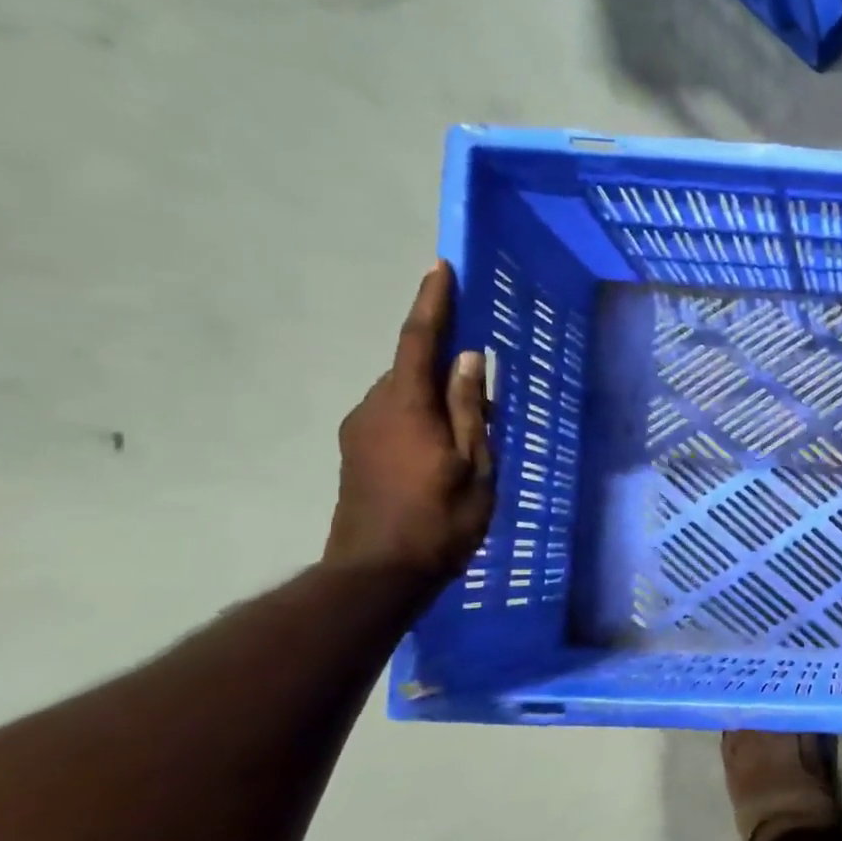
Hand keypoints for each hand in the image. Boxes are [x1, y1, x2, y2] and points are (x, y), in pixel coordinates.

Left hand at [325, 263, 493, 588]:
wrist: (377, 573)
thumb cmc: (440, 520)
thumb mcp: (474, 465)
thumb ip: (470, 409)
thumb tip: (469, 358)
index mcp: (406, 405)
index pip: (419, 340)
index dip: (432, 302)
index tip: (441, 267)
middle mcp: (374, 406)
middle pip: (411, 367)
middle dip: (445, 362)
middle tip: (485, 383)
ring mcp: (360, 430)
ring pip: (404, 394)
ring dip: (436, 396)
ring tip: (473, 426)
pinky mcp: (356, 452)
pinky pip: (395, 415)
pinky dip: (423, 416)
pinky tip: (446, 447)